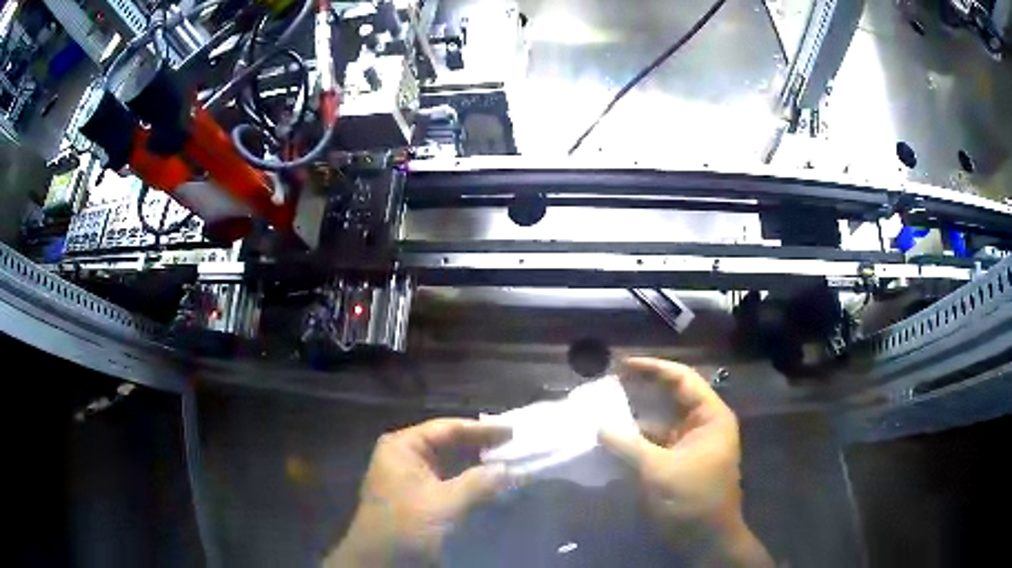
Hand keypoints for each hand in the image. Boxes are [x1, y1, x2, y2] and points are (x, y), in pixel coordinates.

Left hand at [326, 418, 509, 567]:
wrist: (380, 562)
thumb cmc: (406, 526)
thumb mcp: (445, 504)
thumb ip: (479, 483)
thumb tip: (511, 469)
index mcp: (403, 447)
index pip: (447, 429)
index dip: (482, 430)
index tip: (514, 432)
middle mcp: (404, 456)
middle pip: (448, 444)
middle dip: (481, 448)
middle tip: (516, 448)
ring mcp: (409, 477)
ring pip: (450, 464)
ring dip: (477, 466)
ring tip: (509, 464)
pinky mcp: (416, 498)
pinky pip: (447, 482)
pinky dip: (468, 482)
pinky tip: (490, 486)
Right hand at [599, 358, 772, 566]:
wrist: (706, 537)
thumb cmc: (692, 498)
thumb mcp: (658, 470)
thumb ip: (628, 445)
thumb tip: (599, 426)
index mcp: (710, 417)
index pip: (682, 379)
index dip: (653, 368)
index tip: (622, 364)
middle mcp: (703, 424)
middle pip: (672, 396)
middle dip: (643, 388)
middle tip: (610, 381)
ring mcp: (691, 444)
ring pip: (662, 420)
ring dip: (637, 415)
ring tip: (605, 406)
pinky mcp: (679, 461)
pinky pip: (656, 441)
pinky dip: (637, 438)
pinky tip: (613, 438)